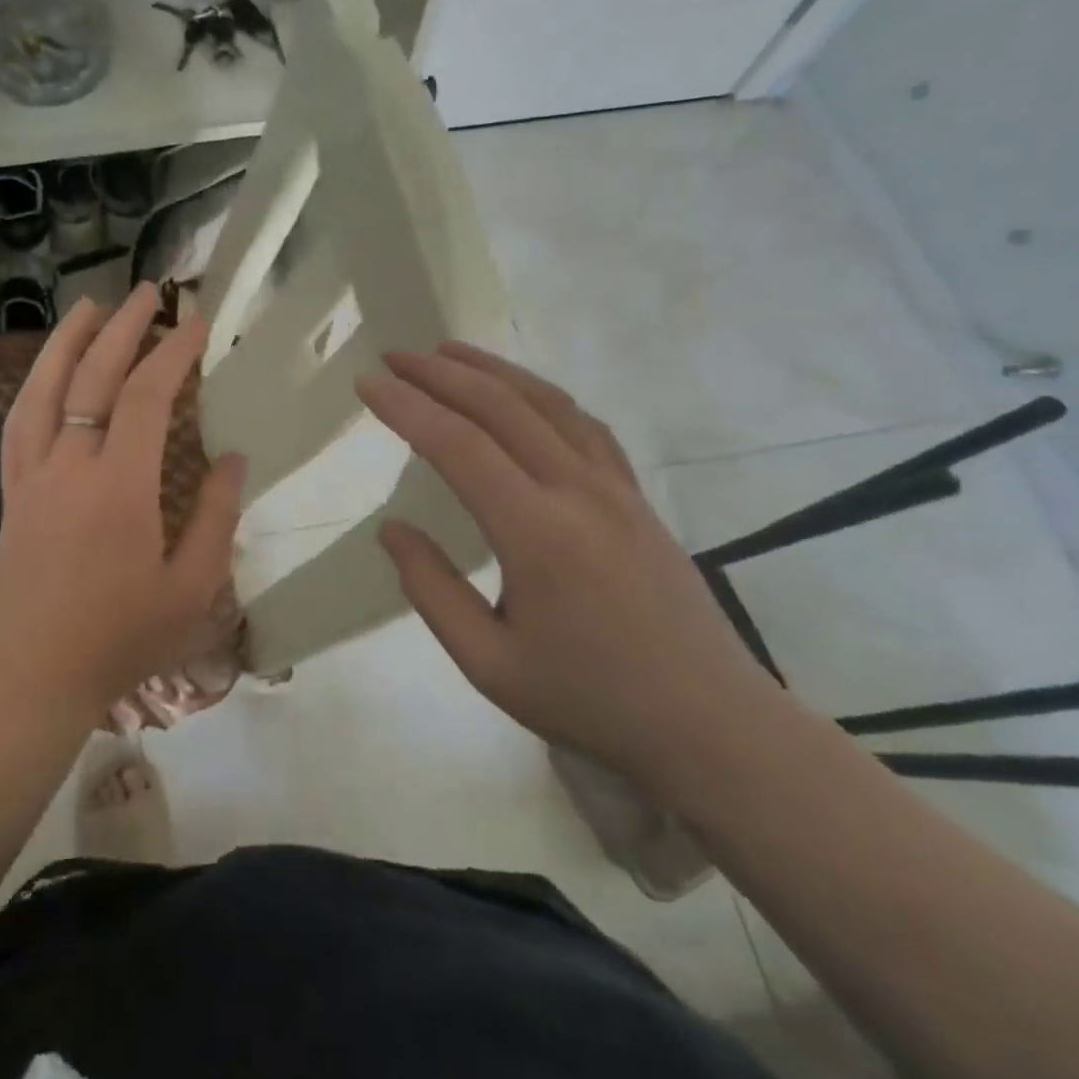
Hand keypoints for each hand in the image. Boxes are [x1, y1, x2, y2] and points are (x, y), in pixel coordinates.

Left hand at [0, 284, 245, 719]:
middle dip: (125, 328)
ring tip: (90, 306)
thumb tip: (231, 457)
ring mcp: (31, 477)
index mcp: (120, 488)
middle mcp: (69, 467)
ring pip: (43, 391)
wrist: (36, 677)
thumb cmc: (123, 638)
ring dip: (68, 342)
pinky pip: (17, 425)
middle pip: (93, 378)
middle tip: (150, 292)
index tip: (197, 322)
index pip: (147, 397)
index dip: (174, 352)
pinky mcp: (11, 493)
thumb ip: (215, 516)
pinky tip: (46, 371)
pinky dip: (33, 386)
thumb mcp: (193, 589)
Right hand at [356, 343, 788, 791]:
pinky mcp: (637, 496)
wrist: (711, 726)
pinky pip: (585, 425)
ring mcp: (616, 489)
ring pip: (547, 403)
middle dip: (440, 373)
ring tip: (447, 352)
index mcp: (536, 534)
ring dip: (492, 370)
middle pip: (501, 407)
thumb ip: (432, 591)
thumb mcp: (489, 664)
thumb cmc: (590, 700)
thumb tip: (393, 529)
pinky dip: (542, 395)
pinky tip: (521, 394)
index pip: (458, 446)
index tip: (367, 383)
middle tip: (394, 356)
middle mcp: (578, 492)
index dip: (406, 408)